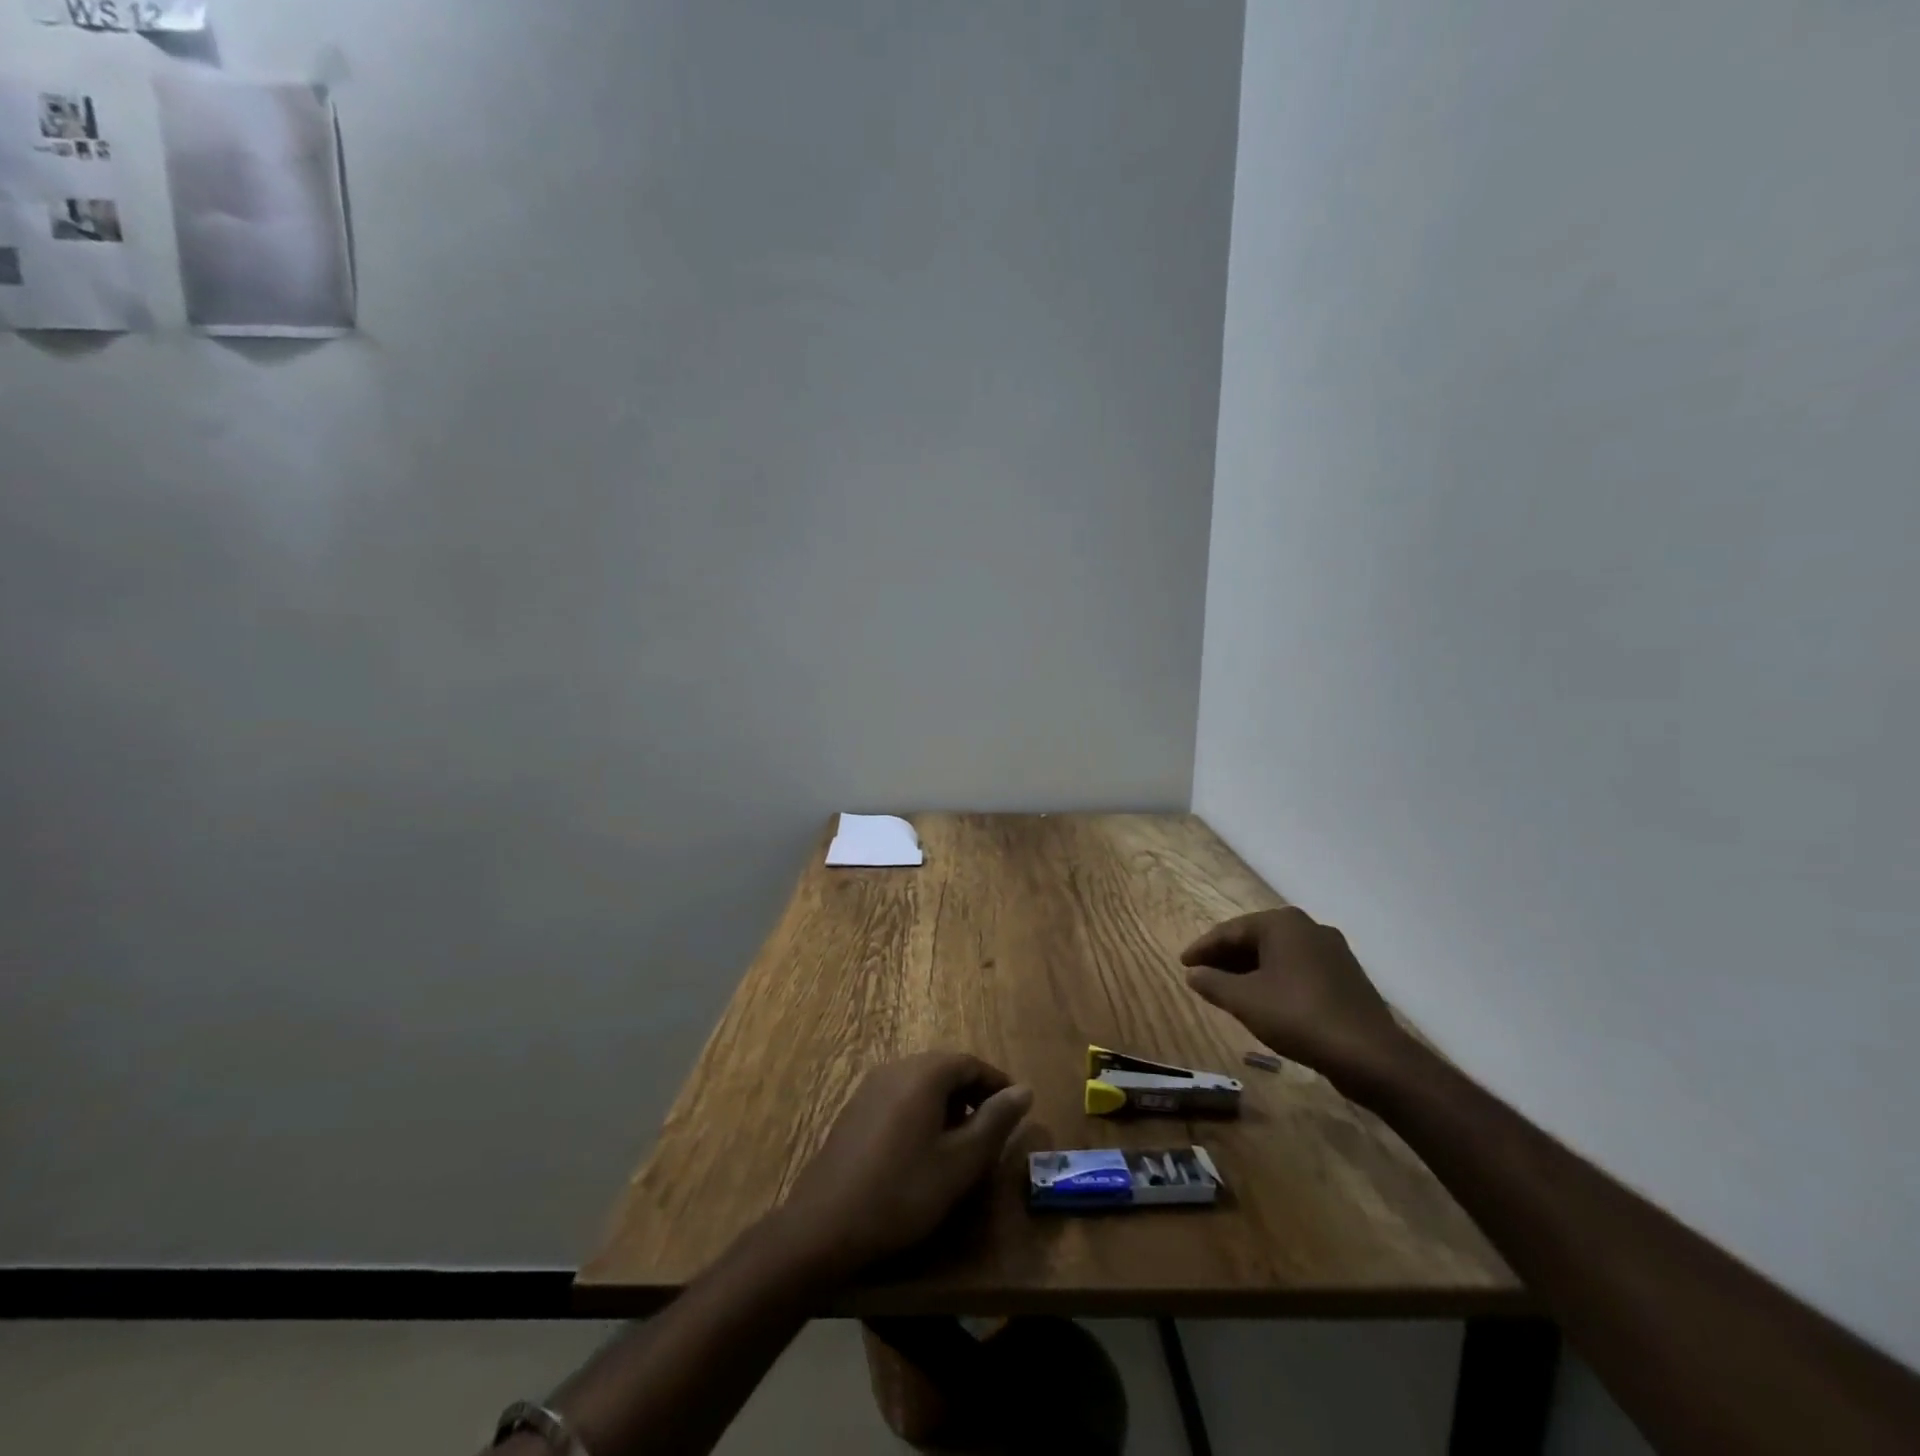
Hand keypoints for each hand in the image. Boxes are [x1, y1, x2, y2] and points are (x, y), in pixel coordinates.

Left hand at [775, 1053, 1032, 1279]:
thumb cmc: (902, 1192)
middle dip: (973, 1095)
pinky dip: (922, 1113)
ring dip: (948, 1105)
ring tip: (962, 1144)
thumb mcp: (961, 1162)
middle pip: (945, 1069)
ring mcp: (870, 1088)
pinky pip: (900, 1098)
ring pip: (921, 1084)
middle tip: (993, 1130)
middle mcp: (896, 1068)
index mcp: (924, 1073)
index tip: (1017, 1111)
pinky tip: (923, 1151)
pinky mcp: (855, 1110)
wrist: (824, 1225)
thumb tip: (1025, 1090)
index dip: (997, 1085)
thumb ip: (996, 1122)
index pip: (971, 1063)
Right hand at [1180, 907, 1411, 1088]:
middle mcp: (1308, 927)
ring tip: (1228, 989)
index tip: (1183, 964)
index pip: (1230, 931)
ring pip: (1278, 955)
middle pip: (1255, 939)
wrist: (1369, 1054)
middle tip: (1202, 975)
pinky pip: (1298, 969)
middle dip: (1227, 958)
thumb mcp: (1244, 1000)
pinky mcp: (1346, 976)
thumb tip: (1193, 973)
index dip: (1203, 949)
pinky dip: (1275, 979)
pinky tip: (1265, 999)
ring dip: (1250, 970)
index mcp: (1281, 923)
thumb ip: (1212, 983)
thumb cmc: (1297, 1016)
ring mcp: (1332, 951)